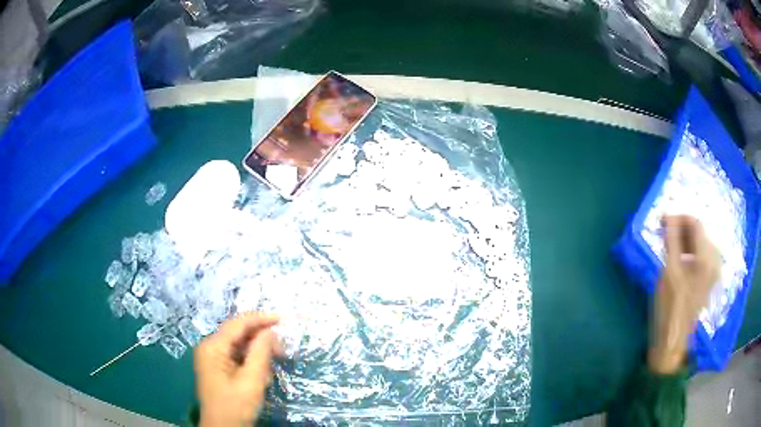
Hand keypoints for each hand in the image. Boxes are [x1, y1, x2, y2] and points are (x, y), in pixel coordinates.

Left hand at [194, 313, 282, 426]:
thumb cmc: (236, 406)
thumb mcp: (252, 380)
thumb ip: (261, 353)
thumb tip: (269, 331)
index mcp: (213, 347)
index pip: (238, 324)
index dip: (260, 319)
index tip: (282, 319)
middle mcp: (209, 347)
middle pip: (238, 334)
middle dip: (260, 339)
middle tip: (283, 349)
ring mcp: (211, 358)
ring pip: (238, 346)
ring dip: (257, 352)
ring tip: (272, 366)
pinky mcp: (216, 368)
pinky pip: (235, 356)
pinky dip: (250, 361)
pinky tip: (261, 373)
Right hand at [649, 216, 719, 373]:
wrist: (673, 339)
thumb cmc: (669, 307)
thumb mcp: (668, 272)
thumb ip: (671, 240)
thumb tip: (668, 215)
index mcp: (705, 258)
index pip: (696, 224)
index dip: (679, 218)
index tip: (662, 220)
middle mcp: (714, 260)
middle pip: (700, 232)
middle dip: (682, 229)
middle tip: (663, 234)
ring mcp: (714, 270)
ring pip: (701, 243)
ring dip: (686, 240)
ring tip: (670, 245)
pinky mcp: (711, 278)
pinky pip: (703, 254)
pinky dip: (691, 251)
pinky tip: (680, 258)